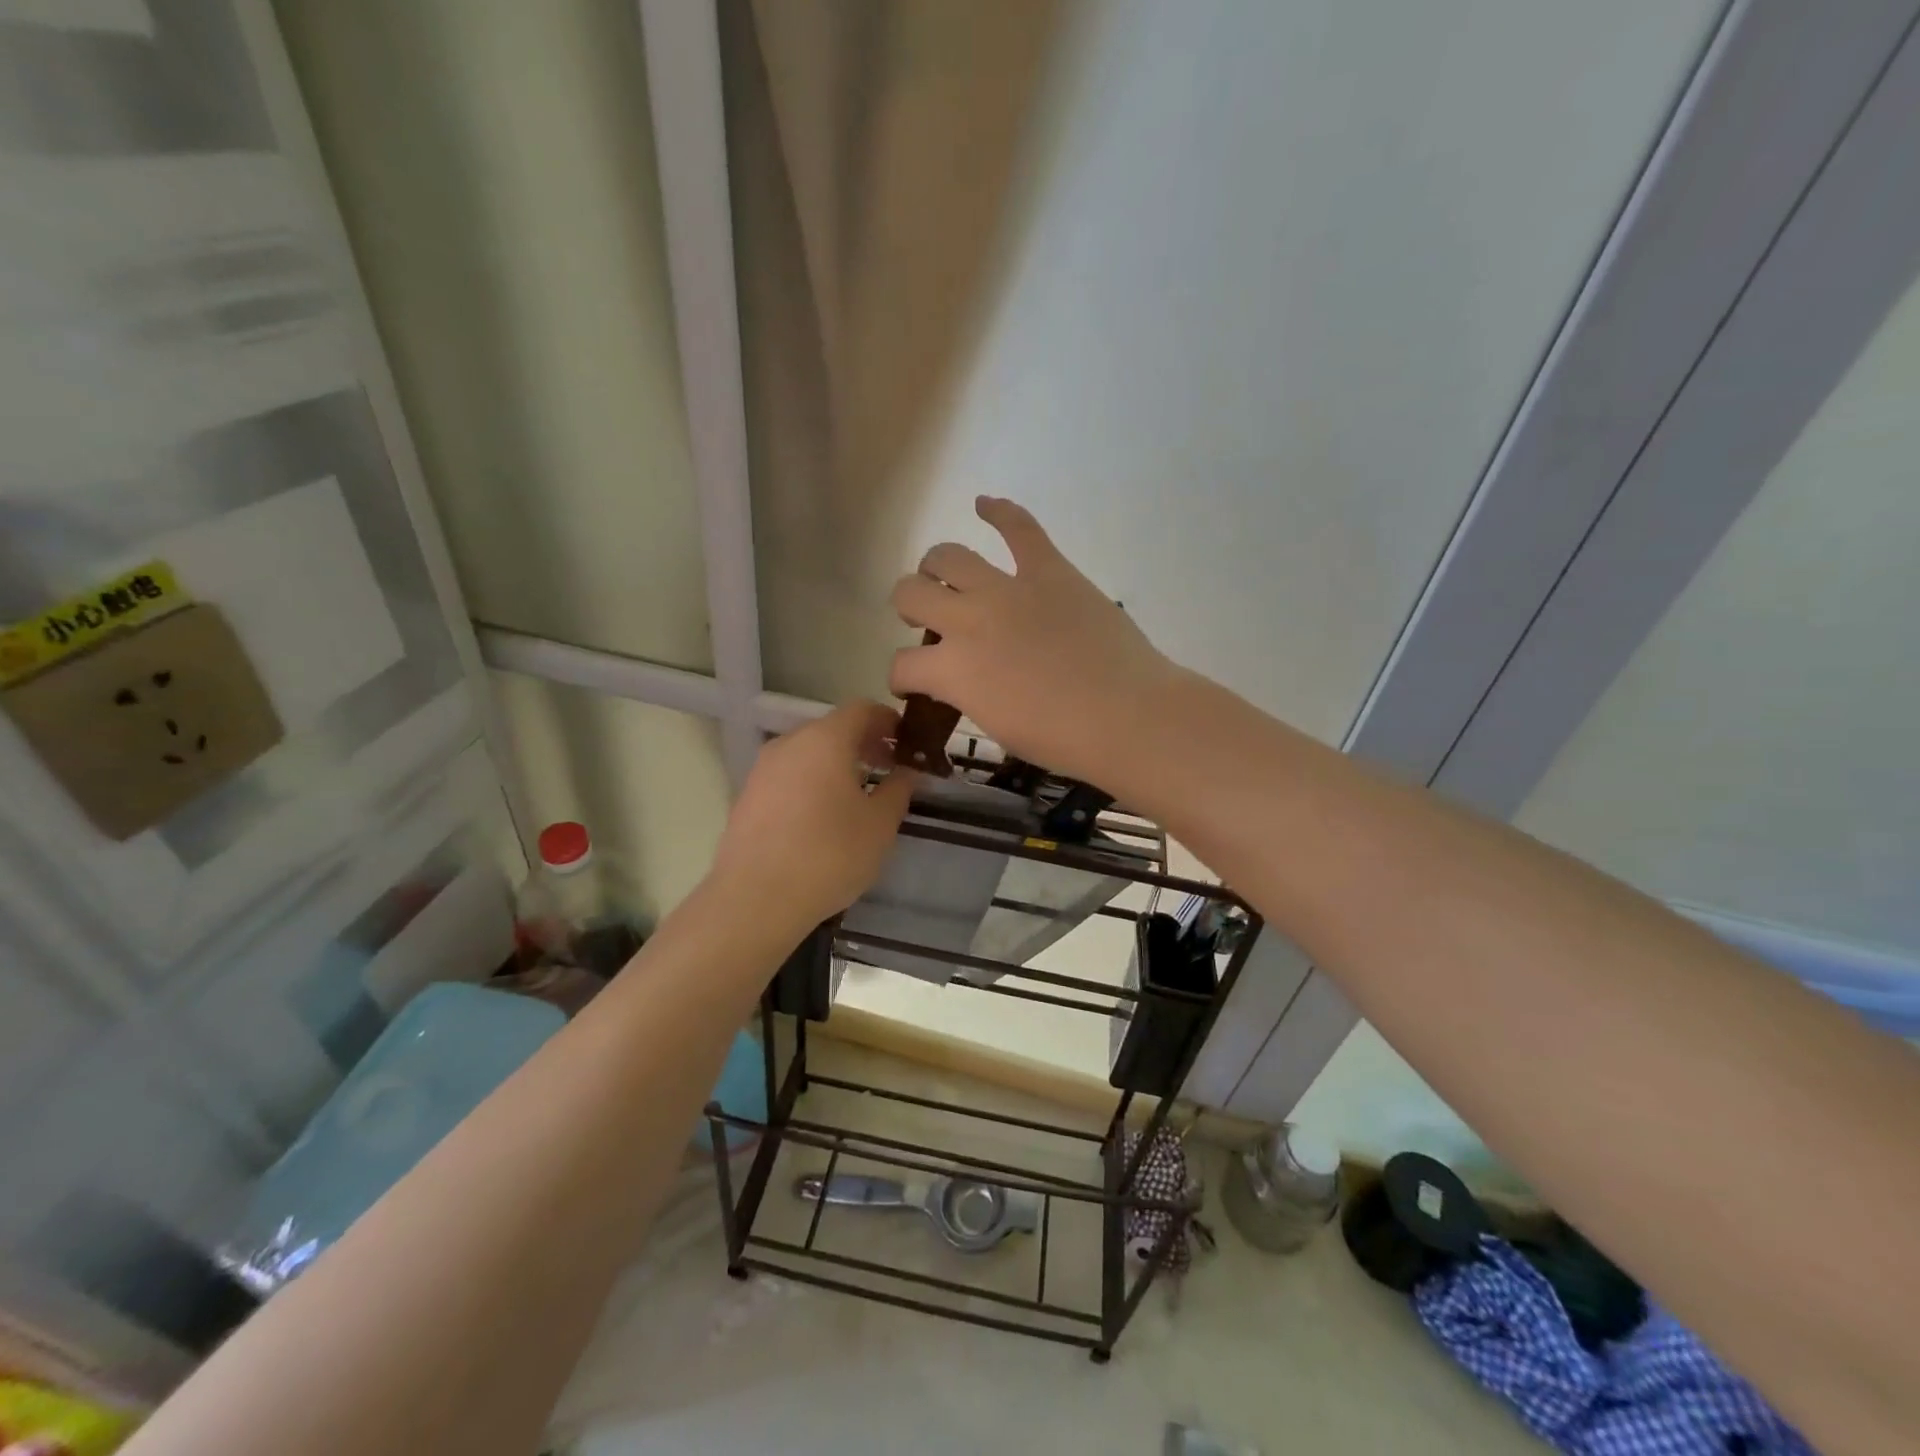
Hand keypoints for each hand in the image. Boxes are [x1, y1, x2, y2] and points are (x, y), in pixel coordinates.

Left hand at [707, 701, 914, 936]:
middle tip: (889, 769)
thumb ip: (899, 789)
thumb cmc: (829, 854)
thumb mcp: (880, 824)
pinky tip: (824, 816)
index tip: (907, 743)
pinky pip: (789, 775)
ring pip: (809, 753)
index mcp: (825, 739)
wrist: (756, 899)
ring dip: (837, 763)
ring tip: (859, 795)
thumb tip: (908, 771)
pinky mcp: (748, 795)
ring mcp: (763, 769)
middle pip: (833, 728)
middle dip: (864, 743)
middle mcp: (790, 743)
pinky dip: (812, 781)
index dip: (889, 721)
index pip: (862, 709)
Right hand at [889, 497, 1177, 782]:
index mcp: (951, 670)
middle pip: (910, 593)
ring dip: (937, 567)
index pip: (901, 665)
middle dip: (909, 607)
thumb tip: (962, 678)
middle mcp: (966, 620)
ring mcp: (1006, 589)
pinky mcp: (1048, 570)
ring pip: (948, 556)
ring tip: (945, 576)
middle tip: (928, 620)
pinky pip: (1019, 527)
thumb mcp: (995, 726)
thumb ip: (967, 694)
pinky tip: (984, 503)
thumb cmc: (1062, 739)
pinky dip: (1000, 511)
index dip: (902, 677)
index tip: (914, 684)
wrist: (1126, 716)